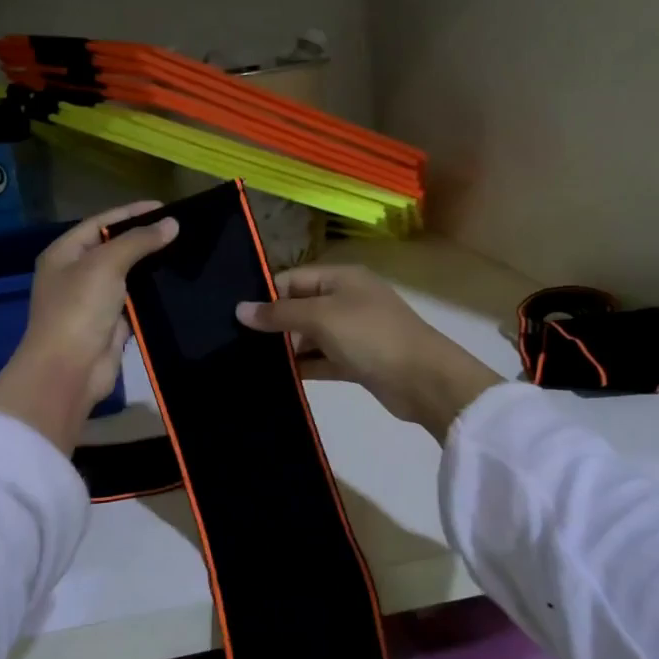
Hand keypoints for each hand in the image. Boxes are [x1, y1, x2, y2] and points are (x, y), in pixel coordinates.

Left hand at [0, 203, 177, 453]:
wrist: (69, 370)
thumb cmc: (79, 309)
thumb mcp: (106, 265)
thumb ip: (138, 241)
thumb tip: (172, 224)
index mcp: (65, 253)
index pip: (101, 223)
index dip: (132, 213)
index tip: (167, 207)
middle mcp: (76, 274)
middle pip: (115, 248)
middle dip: (145, 240)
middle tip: (183, 231)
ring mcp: (94, 301)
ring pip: (128, 277)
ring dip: (153, 268)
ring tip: (187, 253)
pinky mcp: (112, 325)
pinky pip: (136, 303)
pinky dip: (154, 295)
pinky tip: (179, 285)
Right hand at [236, 264, 500, 442]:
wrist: (424, 380)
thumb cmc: (371, 336)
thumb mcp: (321, 318)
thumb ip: (279, 314)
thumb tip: (239, 310)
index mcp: (342, 278)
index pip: (293, 279)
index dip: (265, 295)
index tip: (234, 316)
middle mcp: (347, 300)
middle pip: (300, 307)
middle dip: (272, 324)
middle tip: (235, 343)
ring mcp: (353, 332)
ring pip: (310, 336)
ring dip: (286, 349)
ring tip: (248, 362)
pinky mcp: (357, 362)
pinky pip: (322, 360)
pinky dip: (303, 367)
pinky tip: (277, 378)